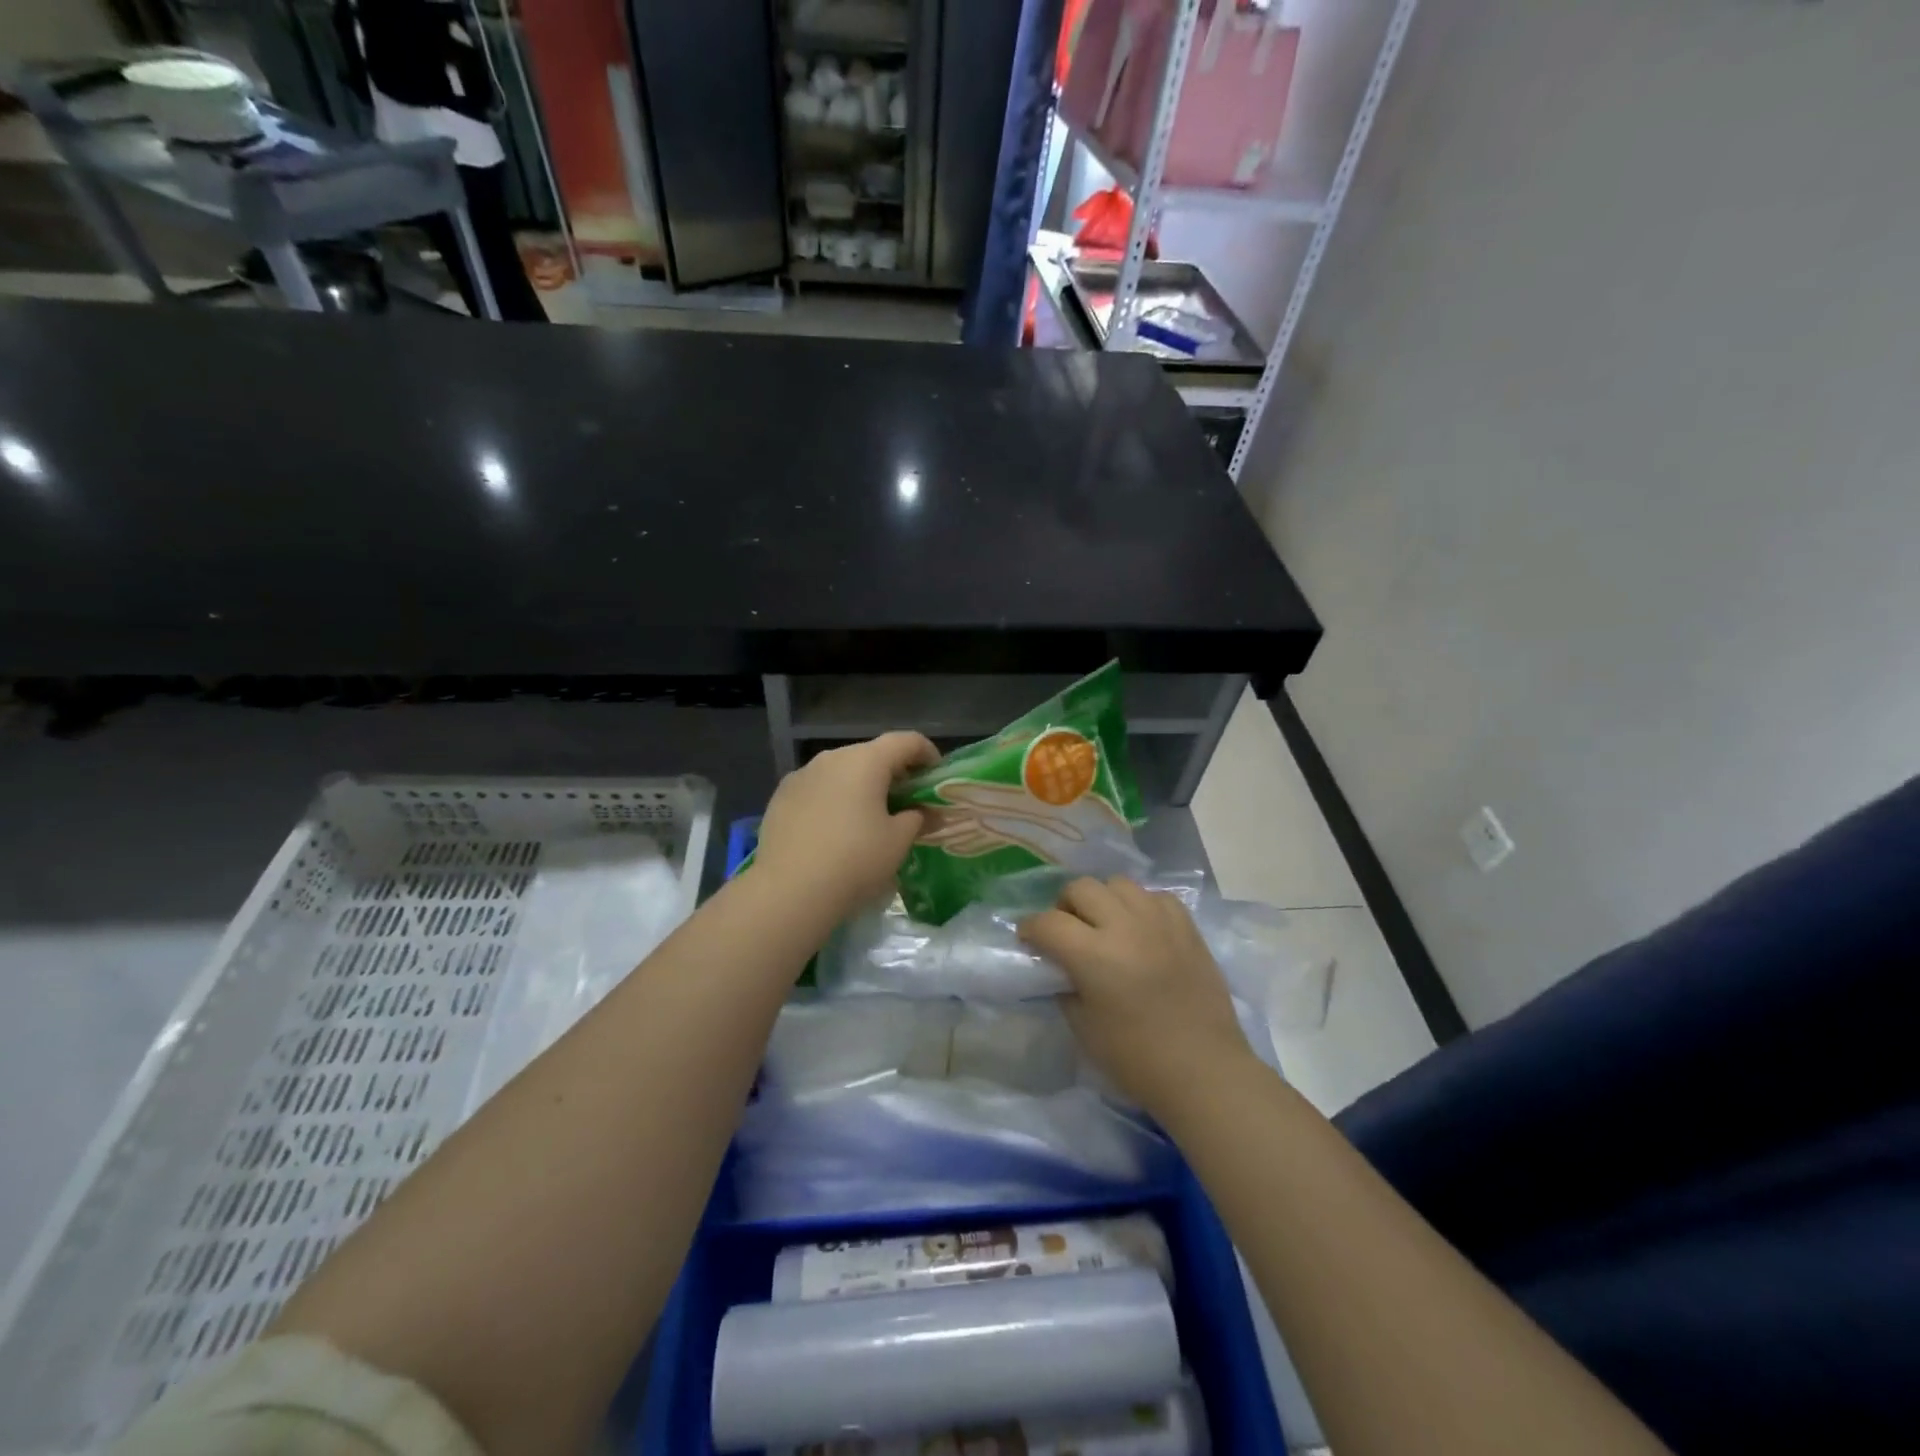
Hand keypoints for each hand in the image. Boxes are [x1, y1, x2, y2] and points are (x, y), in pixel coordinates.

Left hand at [754, 731, 938, 917]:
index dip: (927, 753)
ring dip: (859, 785)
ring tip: (868, 816)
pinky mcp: (780, 796)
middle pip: (871, 754)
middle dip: (892, 771)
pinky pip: (817, 788)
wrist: (789, 890)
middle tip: (906, 800)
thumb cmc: (855, 860)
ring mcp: (801, 775)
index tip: (935, 775)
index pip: (906, 741)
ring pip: (841, 770)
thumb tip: (922, 813)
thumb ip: (917, 818)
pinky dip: (833, 798)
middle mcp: (832, 758)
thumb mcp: (898, 842)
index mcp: (865, 761)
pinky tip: (834, 828)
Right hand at [1019, 876, 1255, 1119]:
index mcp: (1094, 955)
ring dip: (1103, 900)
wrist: (1203, 1070)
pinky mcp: (1187, 926)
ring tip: (1106, 926)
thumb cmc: (1136, 1059)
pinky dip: (1140, 906)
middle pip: (1081, 888)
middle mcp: (1125, 926)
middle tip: (1068, 932)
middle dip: (1065, 907)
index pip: (1048, 922)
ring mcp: (1159, 921)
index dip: (1030, 929)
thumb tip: (1059, 965)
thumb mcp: (1083, 1027)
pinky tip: (1141, 930)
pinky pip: (1154, 896)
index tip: (1029, 941)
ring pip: (1118, 883)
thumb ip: (1065, 985)